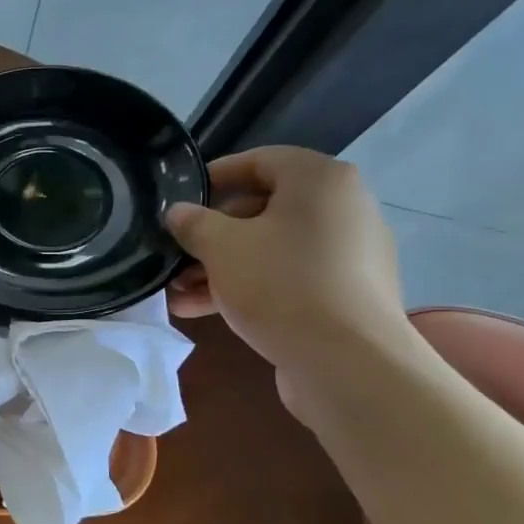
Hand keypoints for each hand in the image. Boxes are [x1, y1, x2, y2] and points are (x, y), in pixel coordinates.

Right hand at [165, 147, 413, 406]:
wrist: (348, 362)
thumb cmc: (281, 285)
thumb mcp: (221, 248)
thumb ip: (193, 223)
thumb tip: (178, 213)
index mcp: (320, 180)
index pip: (259, 161)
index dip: (214, 178)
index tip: (179, 200)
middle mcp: (343, 208)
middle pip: (263, 209)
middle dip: (211, 235)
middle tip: (175, 256)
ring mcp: (348, 254)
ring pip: (271, 248)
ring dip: (222, 267)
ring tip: (179, 292)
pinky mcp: (345, 294)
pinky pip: (288, 277)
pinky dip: (250, 286)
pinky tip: (206, 310)